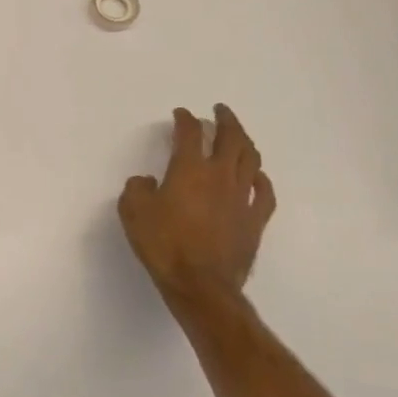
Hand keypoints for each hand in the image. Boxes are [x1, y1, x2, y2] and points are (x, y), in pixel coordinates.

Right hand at [119, 105, 275, 310]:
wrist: (201, 285)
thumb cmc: (164, 245)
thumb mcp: (133, 212)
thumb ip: (137, 189)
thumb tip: (147, 182)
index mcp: (189, 169)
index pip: (189, 133)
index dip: (185, 119)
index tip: (180, 114)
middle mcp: (220, 176)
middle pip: (230, 138)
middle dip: (225, 120)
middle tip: (219, 111)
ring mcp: (242, 198)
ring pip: (250, 159)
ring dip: (245, 141)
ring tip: (238, 135)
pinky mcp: (255, 220)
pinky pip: (264, 192)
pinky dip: (260, 178)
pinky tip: (256, 175)